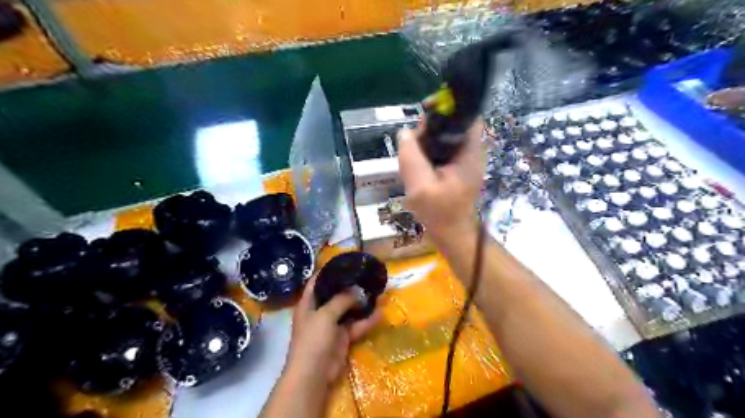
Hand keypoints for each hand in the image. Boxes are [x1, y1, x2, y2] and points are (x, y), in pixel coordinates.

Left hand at [284, 275, 380, 384]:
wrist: (313, 375)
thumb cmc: (313, 340)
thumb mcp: (325, 315)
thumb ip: (341, 300)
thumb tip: (357, 290)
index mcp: (308, 304)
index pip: (316, 282)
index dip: (327, 271)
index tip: (344, 262)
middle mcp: (319, 312)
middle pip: (335, 295)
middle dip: (350, 287)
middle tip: (366, 276)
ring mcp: (331, 325)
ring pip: (349, 310)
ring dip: (362, 303)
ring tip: (378, 292)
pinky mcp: (343, 338)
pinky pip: (356, 326)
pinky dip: (367, 321)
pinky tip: (381, 313)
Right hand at [398, 117, 486, 244]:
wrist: (452, 234)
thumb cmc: (440, 213)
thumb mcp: (420, 187)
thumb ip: (411, 158)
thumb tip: (405, 133)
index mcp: (469, 153)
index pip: (467, 117)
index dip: (448, 108)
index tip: (425, 112)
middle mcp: (471, 152)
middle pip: (452, 125)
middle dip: (430, 129)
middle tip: (412, 144)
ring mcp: (465, 160)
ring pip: (445, 138)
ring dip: (427, 142)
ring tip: (412, 156)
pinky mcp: (457, 168)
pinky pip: (442, 150)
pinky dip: (429, 152)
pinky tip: (418, 165)